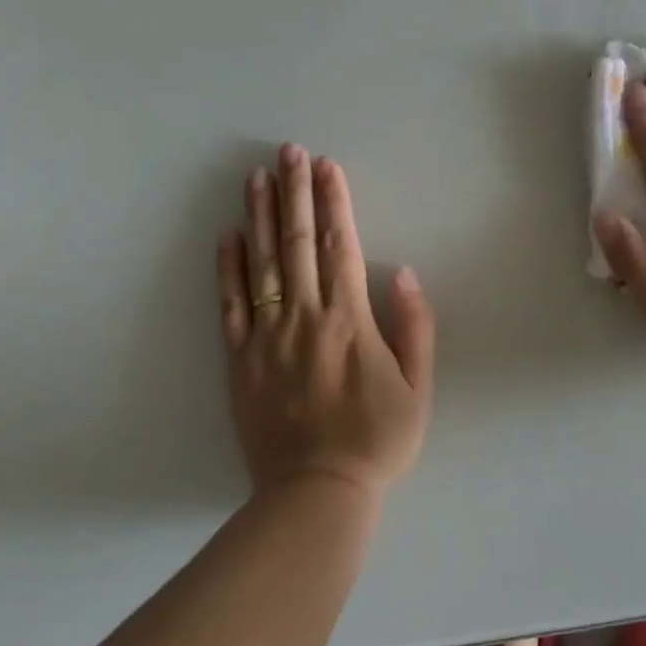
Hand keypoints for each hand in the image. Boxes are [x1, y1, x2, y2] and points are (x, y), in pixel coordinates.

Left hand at [218, 146, 435, 496]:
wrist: (316, 493)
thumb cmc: (377, 440)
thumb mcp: (417, 387)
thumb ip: (413, 327)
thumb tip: (400, 272)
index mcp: (349, 321)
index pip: (340, 246)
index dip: (334, 202)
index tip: (327, 166)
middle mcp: (304, 318)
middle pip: (298, 243)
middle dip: (295, 193)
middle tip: (289, 152)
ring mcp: (266, 337)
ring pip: (262, 264)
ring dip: (261, 217)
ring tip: (257, 177)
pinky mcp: (239, 360)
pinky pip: (230, 305)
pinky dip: (228, 267)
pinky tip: (229, 235)